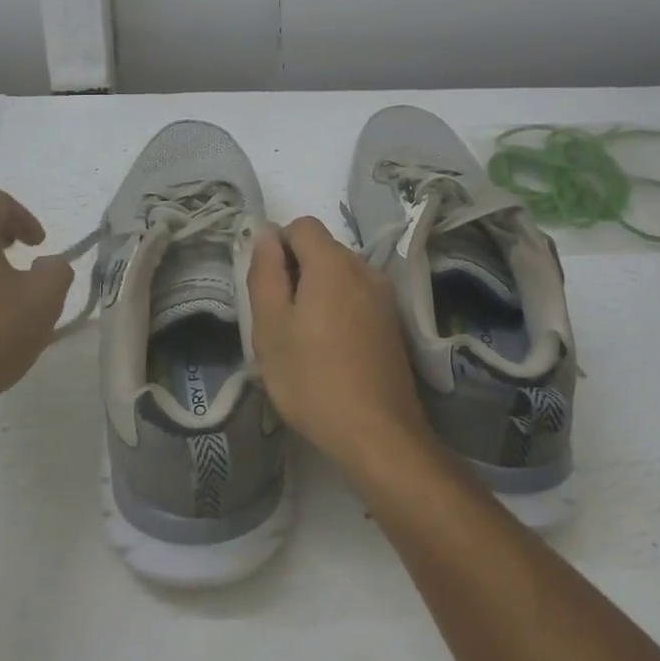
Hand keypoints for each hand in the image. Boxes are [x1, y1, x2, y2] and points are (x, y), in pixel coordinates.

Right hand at [247, 216, 430, 472]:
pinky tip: (330, 351)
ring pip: (340, 275)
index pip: (302, 225)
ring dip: (317, 292)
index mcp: (333, 263)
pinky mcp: (394, 323)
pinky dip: (338, 309)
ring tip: (303, 339)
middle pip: (323, 249)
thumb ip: (265, 272)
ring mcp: (384, 297)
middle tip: (279, 318)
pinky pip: (357, 298)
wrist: (378, 434)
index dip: (278, 245)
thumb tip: (266, 236)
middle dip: (296, 271)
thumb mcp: (270, 326)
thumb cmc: (312, 378)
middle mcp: (365, 269)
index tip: (267, 286)